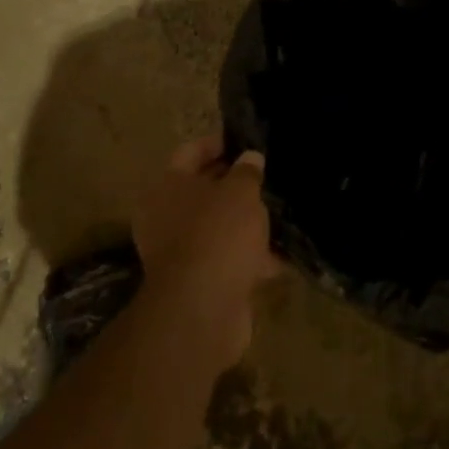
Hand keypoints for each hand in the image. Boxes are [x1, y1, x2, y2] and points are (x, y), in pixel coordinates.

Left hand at [132, 135, 279, 370]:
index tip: (248, 142)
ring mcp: (180, 251)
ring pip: (217, 226)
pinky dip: (250, 257)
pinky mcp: (199, 281)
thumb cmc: (218, 233)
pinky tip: (282, 256)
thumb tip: (250, 158)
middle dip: (236, 184)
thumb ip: (247, 172)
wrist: (203, 307)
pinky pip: (228, 259)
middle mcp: (165, 215)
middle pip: (203, 190)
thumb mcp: (240, 192)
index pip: (190, 151)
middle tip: (268, 176)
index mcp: (167, 185)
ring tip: (280, 212)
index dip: (219, 143)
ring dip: (245, 222)